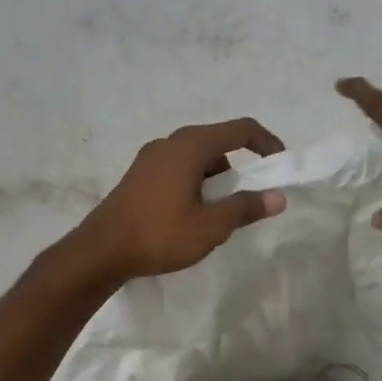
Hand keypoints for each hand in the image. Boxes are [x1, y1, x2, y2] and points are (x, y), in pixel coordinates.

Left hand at [74, 119, 286, 282]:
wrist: (101, 251)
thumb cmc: (160, 234)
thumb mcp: (211, 226)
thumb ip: (246, 208)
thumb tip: (278, 197)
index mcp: (191, 146)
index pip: (240, 129)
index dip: (266, 142)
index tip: (280, 164)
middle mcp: (170, 142)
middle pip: (217, 142)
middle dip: (240, 166)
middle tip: (249, 197)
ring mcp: (150, 157)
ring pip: (196, 157)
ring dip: (215, 178)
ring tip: (219, 213)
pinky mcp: (138, 175)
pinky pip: (178, 168)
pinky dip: (195, 182)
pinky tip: (191, 214)